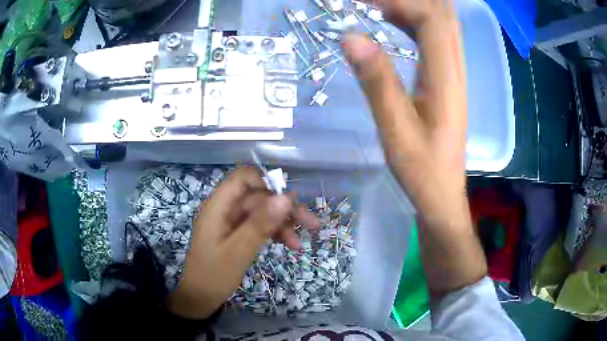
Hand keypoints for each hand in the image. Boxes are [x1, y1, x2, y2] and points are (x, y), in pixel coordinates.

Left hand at [167, 167, 318, 318]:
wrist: (200, 297)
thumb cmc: (214, 275)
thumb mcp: (238, 251)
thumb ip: (260, 224)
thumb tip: (286, 197)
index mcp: (219, 205)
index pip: (243, 178)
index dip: (267, 182)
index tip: (289, 200)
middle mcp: (227, 209)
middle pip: (259, 197)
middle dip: (285, 209)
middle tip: (312, 224)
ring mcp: (233, 222)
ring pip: (263, 212)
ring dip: (285, 223)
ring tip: (304, 239)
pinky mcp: (238, 234)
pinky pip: (260, 226)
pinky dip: (276, 234)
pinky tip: (291, 245)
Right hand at [343, 0, 466, 228]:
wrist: (443, 194)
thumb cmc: (421, 170)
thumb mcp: (395, 129)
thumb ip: (377, 81)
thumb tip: (350, 36)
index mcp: (445, 78)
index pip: (432, 20)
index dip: (401, 2)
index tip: (365, 2)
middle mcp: (455, 68)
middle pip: (443, 15)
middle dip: (409, 1)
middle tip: (371, 3)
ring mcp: (454, 73)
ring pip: (442, 24)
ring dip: (413, 8)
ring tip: (377, 6)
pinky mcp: (447, 80)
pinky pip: (436, 38)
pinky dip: (415, 22)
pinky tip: (393, 21)